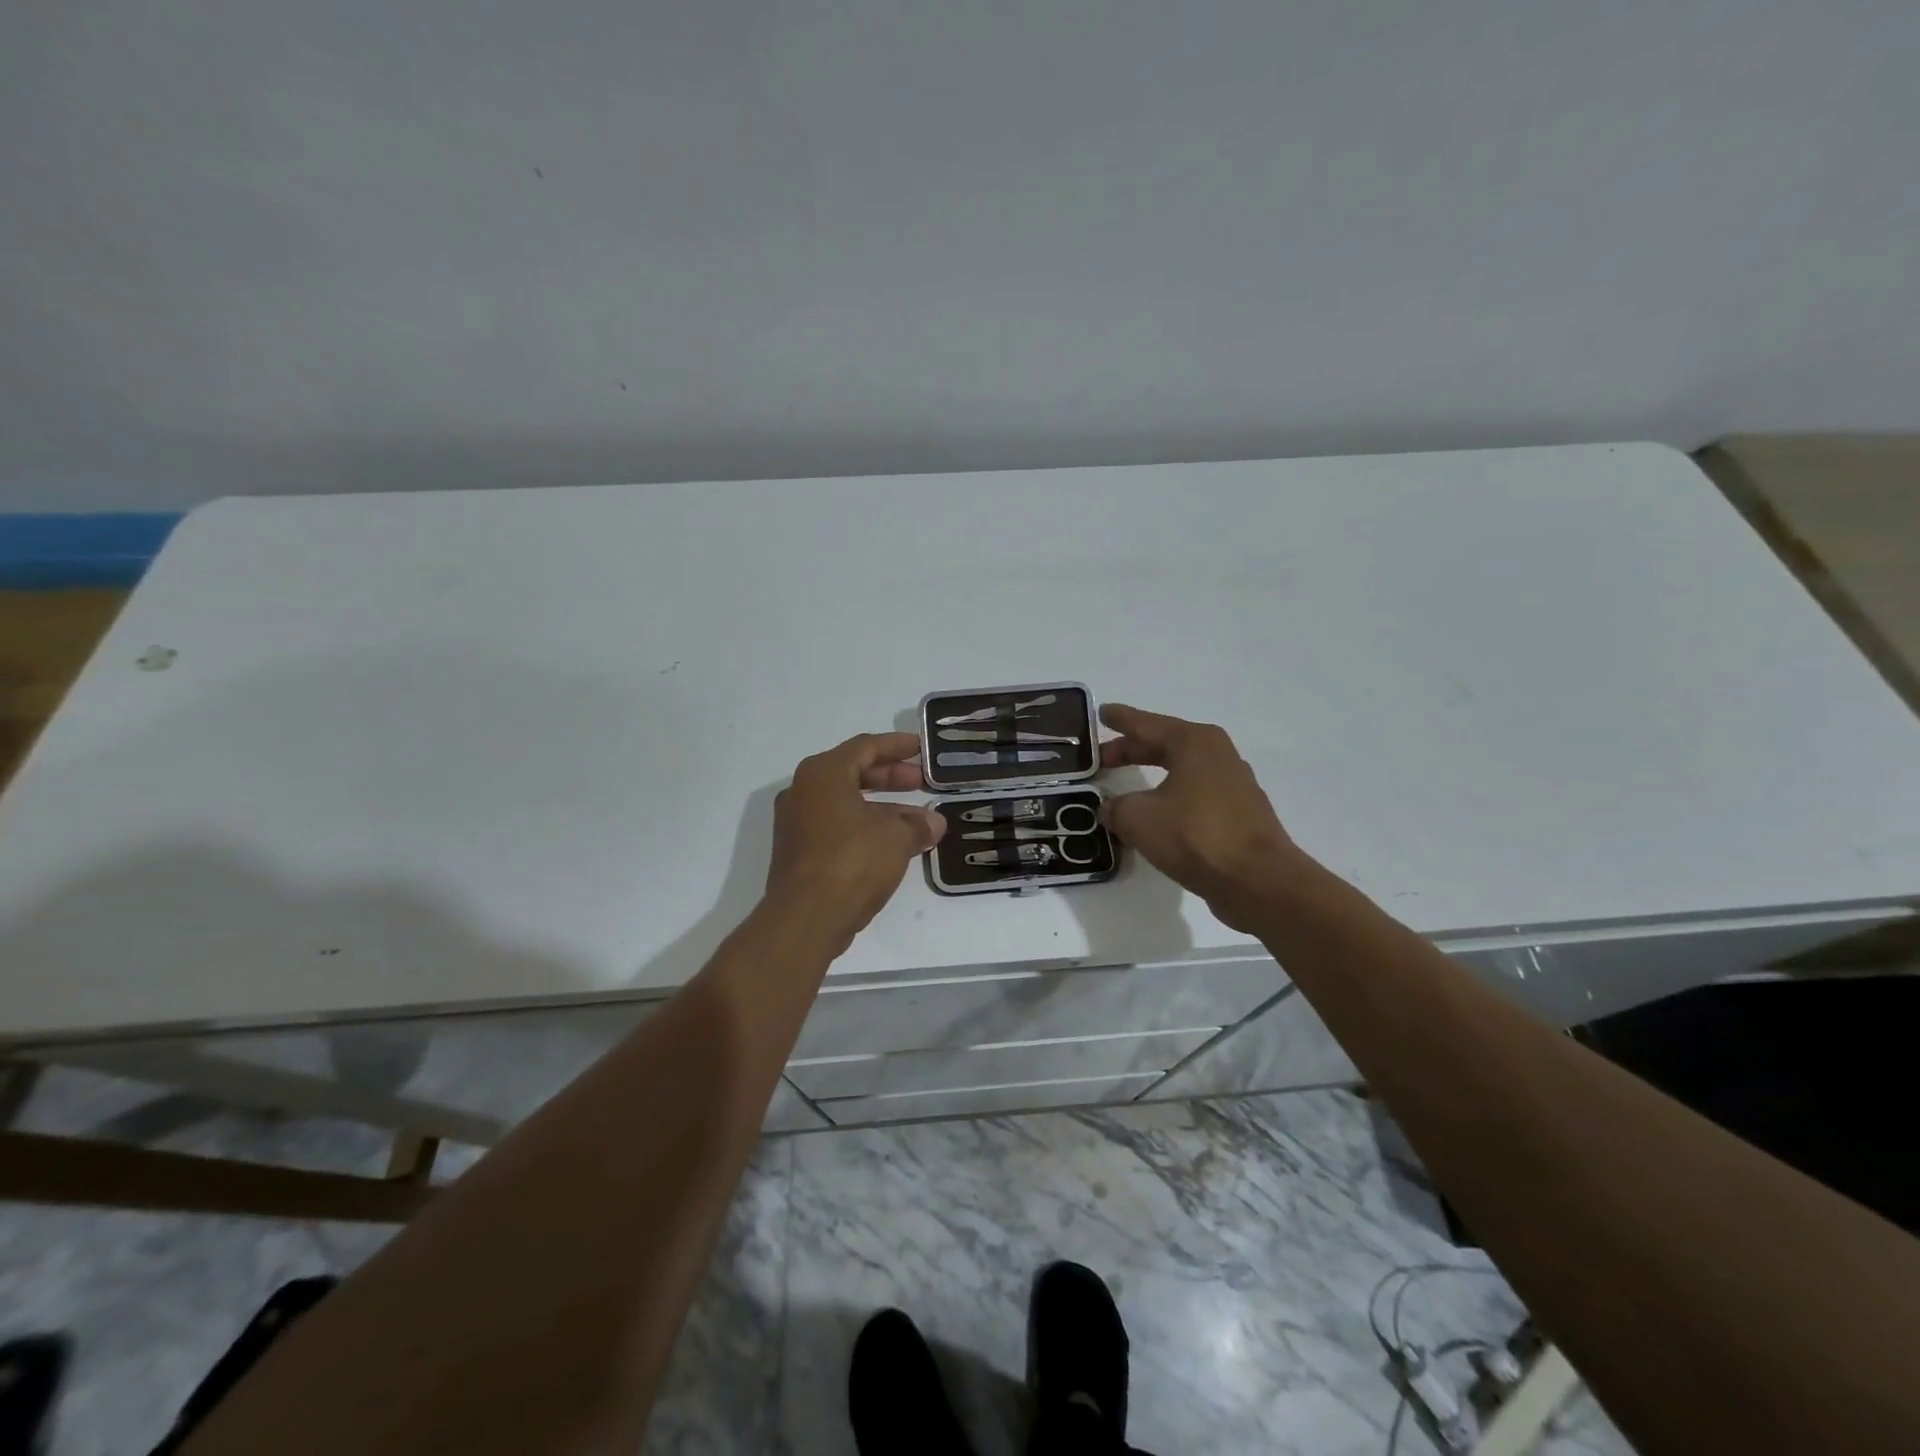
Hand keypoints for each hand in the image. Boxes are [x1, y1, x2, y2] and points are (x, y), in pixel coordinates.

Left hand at [766, 732, 946, 948]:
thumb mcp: (896, 837)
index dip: (897, 746)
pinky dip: (866, 828)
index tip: (921, 748)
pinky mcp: (798, 853)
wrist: (806, 918)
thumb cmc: (852, 861)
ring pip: (846, 803)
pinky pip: (837, 827)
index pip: (865, 747)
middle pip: (853, 773)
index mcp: (822, 774)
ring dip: (882, 807)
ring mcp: (796, 824)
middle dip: (891, 777)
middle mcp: (803, 792)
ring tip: (918, 820)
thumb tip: (934, 823)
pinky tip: (894, 844)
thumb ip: (917, 824)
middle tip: (922, 783)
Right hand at [1099, 704, 1302, 931]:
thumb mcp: (1138, 819)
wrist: (1258, 881)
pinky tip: (1157, 814)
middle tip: (1102, 757)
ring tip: (1127, 786)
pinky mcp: (1240, 813)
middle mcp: (1218, 754)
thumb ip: (1117, 807)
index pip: (1147, 724)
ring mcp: (1233, 784)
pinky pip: (1195, 793)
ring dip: (1153, 774)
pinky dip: (1171, 796)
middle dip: (1132, 749)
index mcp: (1194, 743)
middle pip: (1165, 744)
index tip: (1102, 712)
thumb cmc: (1196, 836)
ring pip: (1182, 769)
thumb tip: (1112, 807)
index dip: (1121, 719)